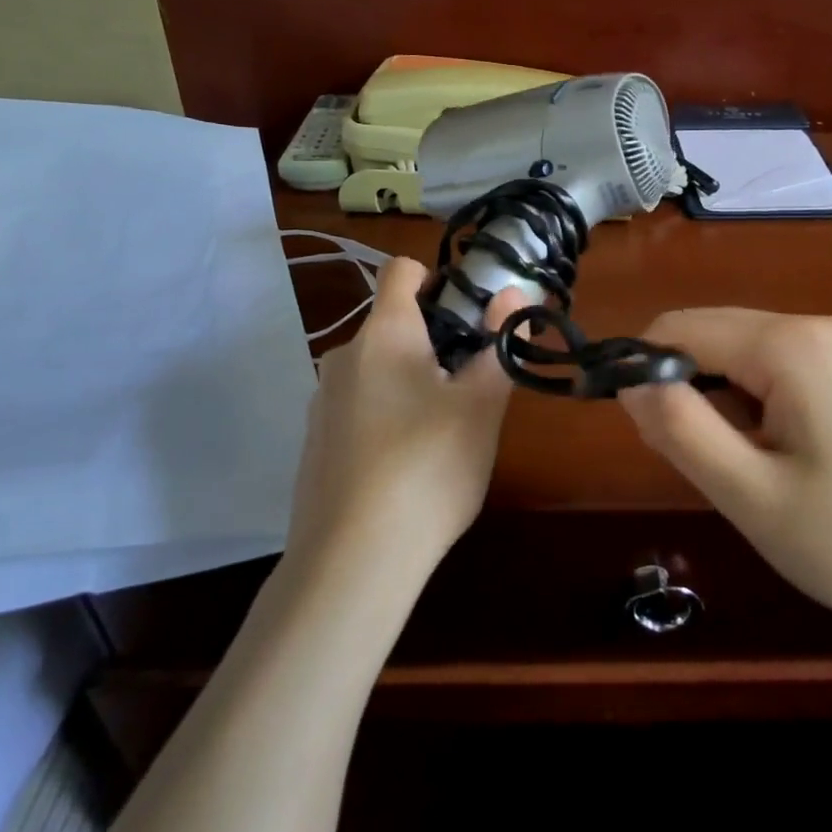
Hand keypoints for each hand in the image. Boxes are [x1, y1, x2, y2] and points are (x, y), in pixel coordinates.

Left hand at [283, 258, 524, 584]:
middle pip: (395, 323)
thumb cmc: (428, 468)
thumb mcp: (481, 406)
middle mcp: (344, 356)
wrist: (352, 561)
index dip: (440, 278)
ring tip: (446, 431)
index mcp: (384, 334)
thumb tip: (515, 292)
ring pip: (379, 369)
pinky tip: (408, 465)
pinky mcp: (315, 442)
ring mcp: (323, 401)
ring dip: (414, 380)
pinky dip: (388, 415)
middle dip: (438, 341)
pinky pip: (360, 406)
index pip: (402, 270)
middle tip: (473, 386)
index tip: (472, 314)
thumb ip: (500, 344)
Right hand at [619, 310, 831, 647]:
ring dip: (718, 396)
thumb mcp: (747, 493)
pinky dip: (753, 399)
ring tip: (738, 465)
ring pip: (743, 351)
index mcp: (792, 344)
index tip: (638, 430)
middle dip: (683, 384)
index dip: (643, 369)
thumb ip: (678, 427)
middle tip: (690, 459)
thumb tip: (628, 380)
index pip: (682, 327)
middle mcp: (820, 325)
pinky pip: (779, 366)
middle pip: (714, 333)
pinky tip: (774, 452)